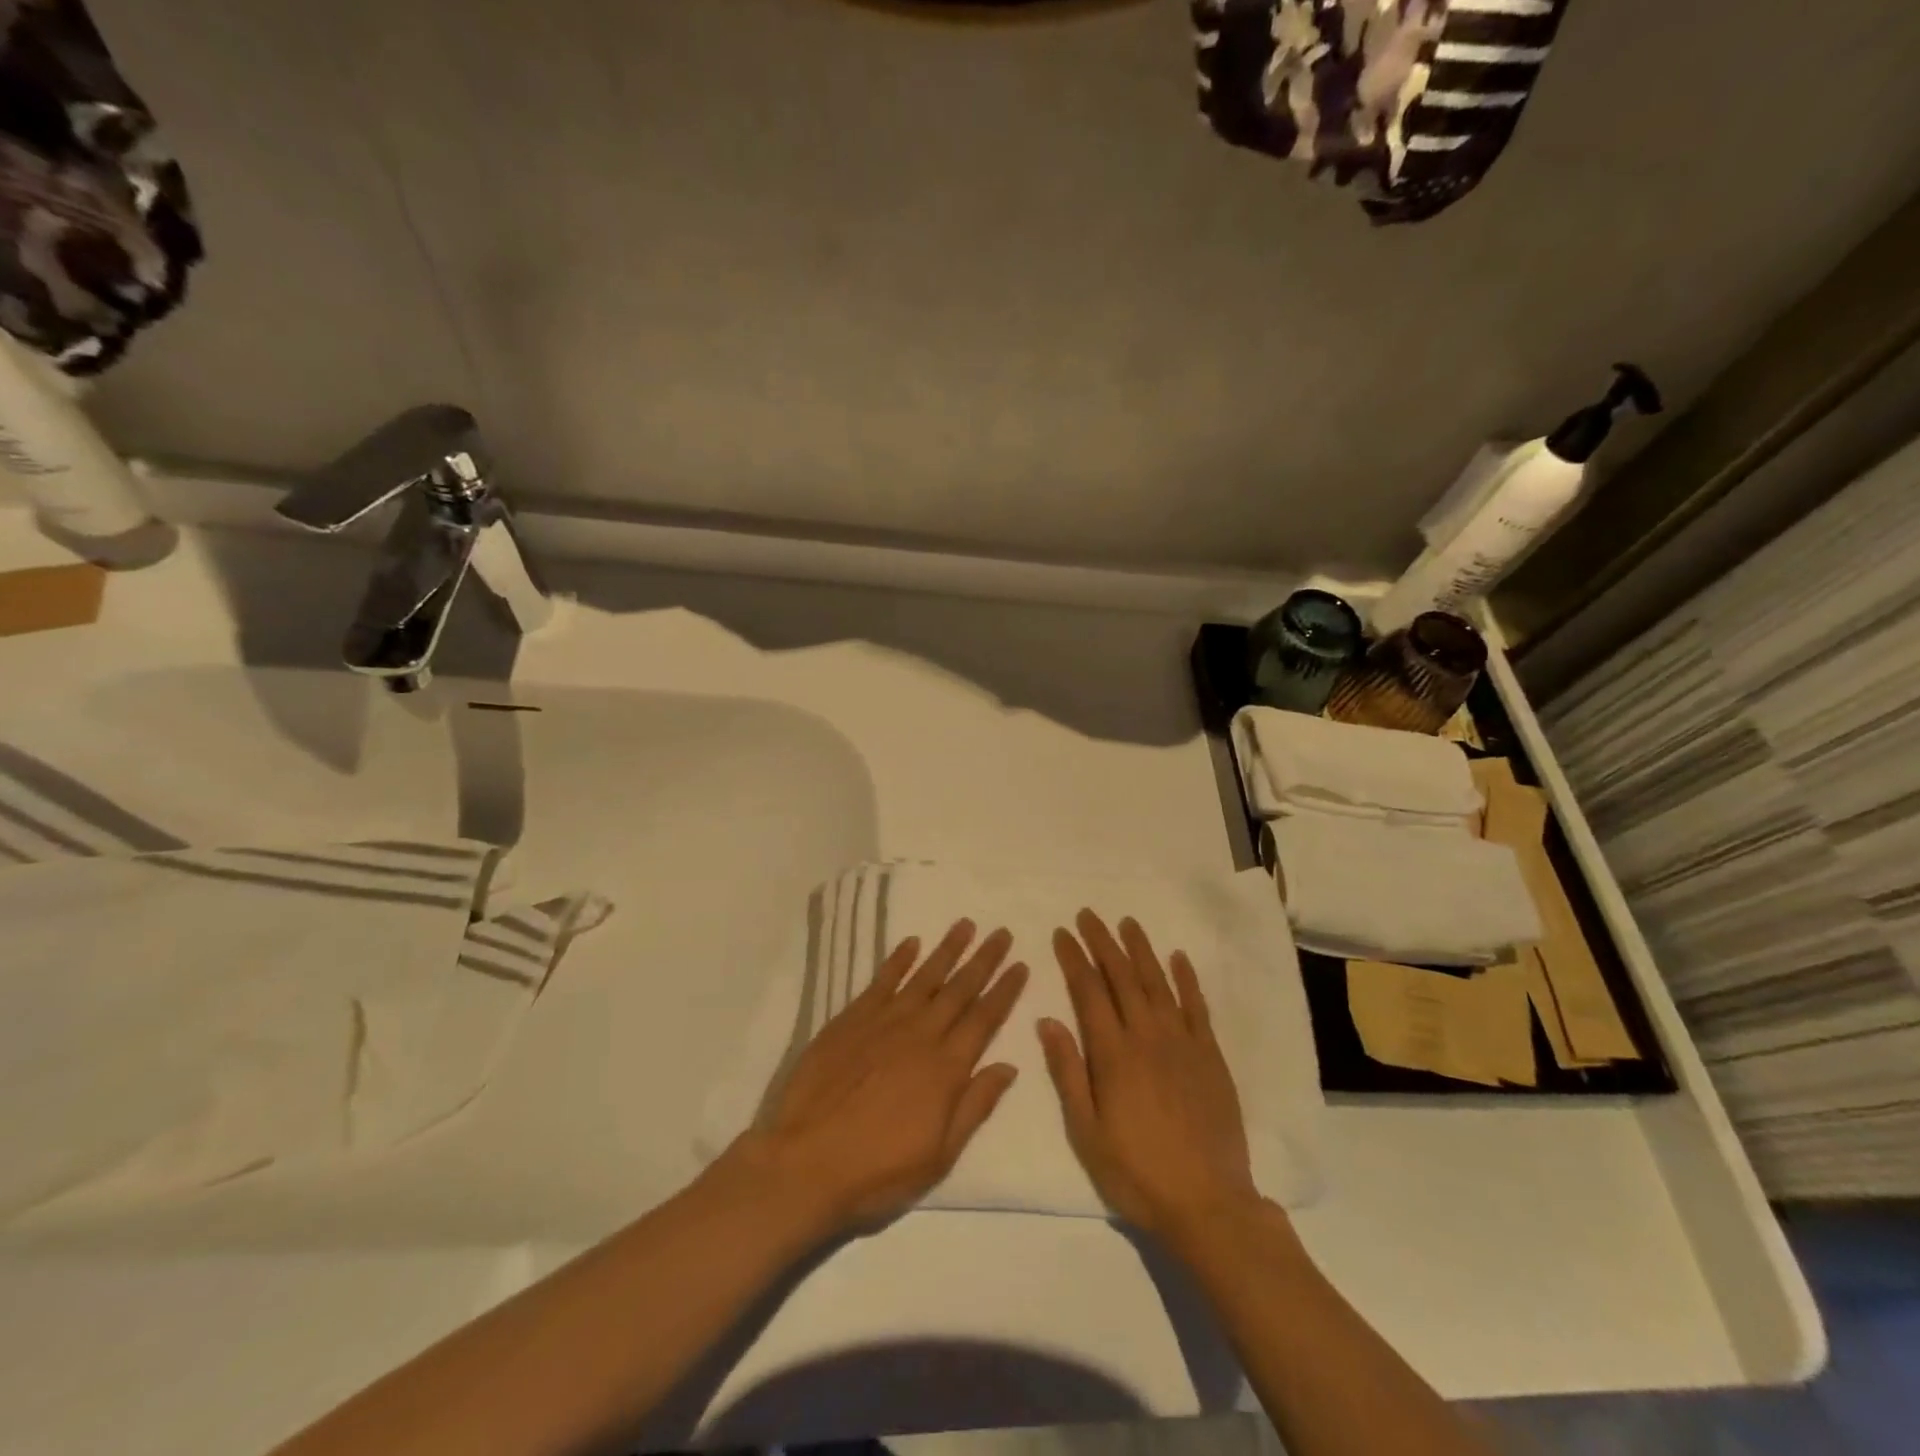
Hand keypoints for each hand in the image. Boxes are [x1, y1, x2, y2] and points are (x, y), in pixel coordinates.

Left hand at [738, 919, 1028, 1233]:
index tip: (1021, 965)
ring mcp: (884, 1022)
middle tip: (1001, 932)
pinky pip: (881, 981)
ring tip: (965, 924)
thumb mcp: (939, 1156)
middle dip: (984, 960)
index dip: (1005, 991)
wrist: (804, 1164)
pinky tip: (911, 943)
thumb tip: (1009, 1066)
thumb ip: (974, 1106)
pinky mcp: (851, 1019)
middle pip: (960, 989)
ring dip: (947, 949)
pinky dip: (898, 960)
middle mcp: (920, 1034)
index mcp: (946, 1068)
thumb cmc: (877, 1172)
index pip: (985, 1019)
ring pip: (924, 976)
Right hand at [1040, 910, 1258, 1240]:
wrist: (1207, 1203)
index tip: (1062, 933)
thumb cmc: (1136, 1172)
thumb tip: (1047, 1019)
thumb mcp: (1086, 1132)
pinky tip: (1178, 958)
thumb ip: (1067, 1072)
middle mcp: (1147, 1036)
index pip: (1088, 991)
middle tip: (1088, 915)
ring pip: (1157, 983)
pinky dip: (1186, 979)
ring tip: (1127, 923)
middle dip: (1102, 942)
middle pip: (1122, 977)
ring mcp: (1182, 1043)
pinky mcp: (1209, 1055)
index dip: (1074, 958)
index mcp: (1113, 1054)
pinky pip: (1196, 1007)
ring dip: (1141, 950)